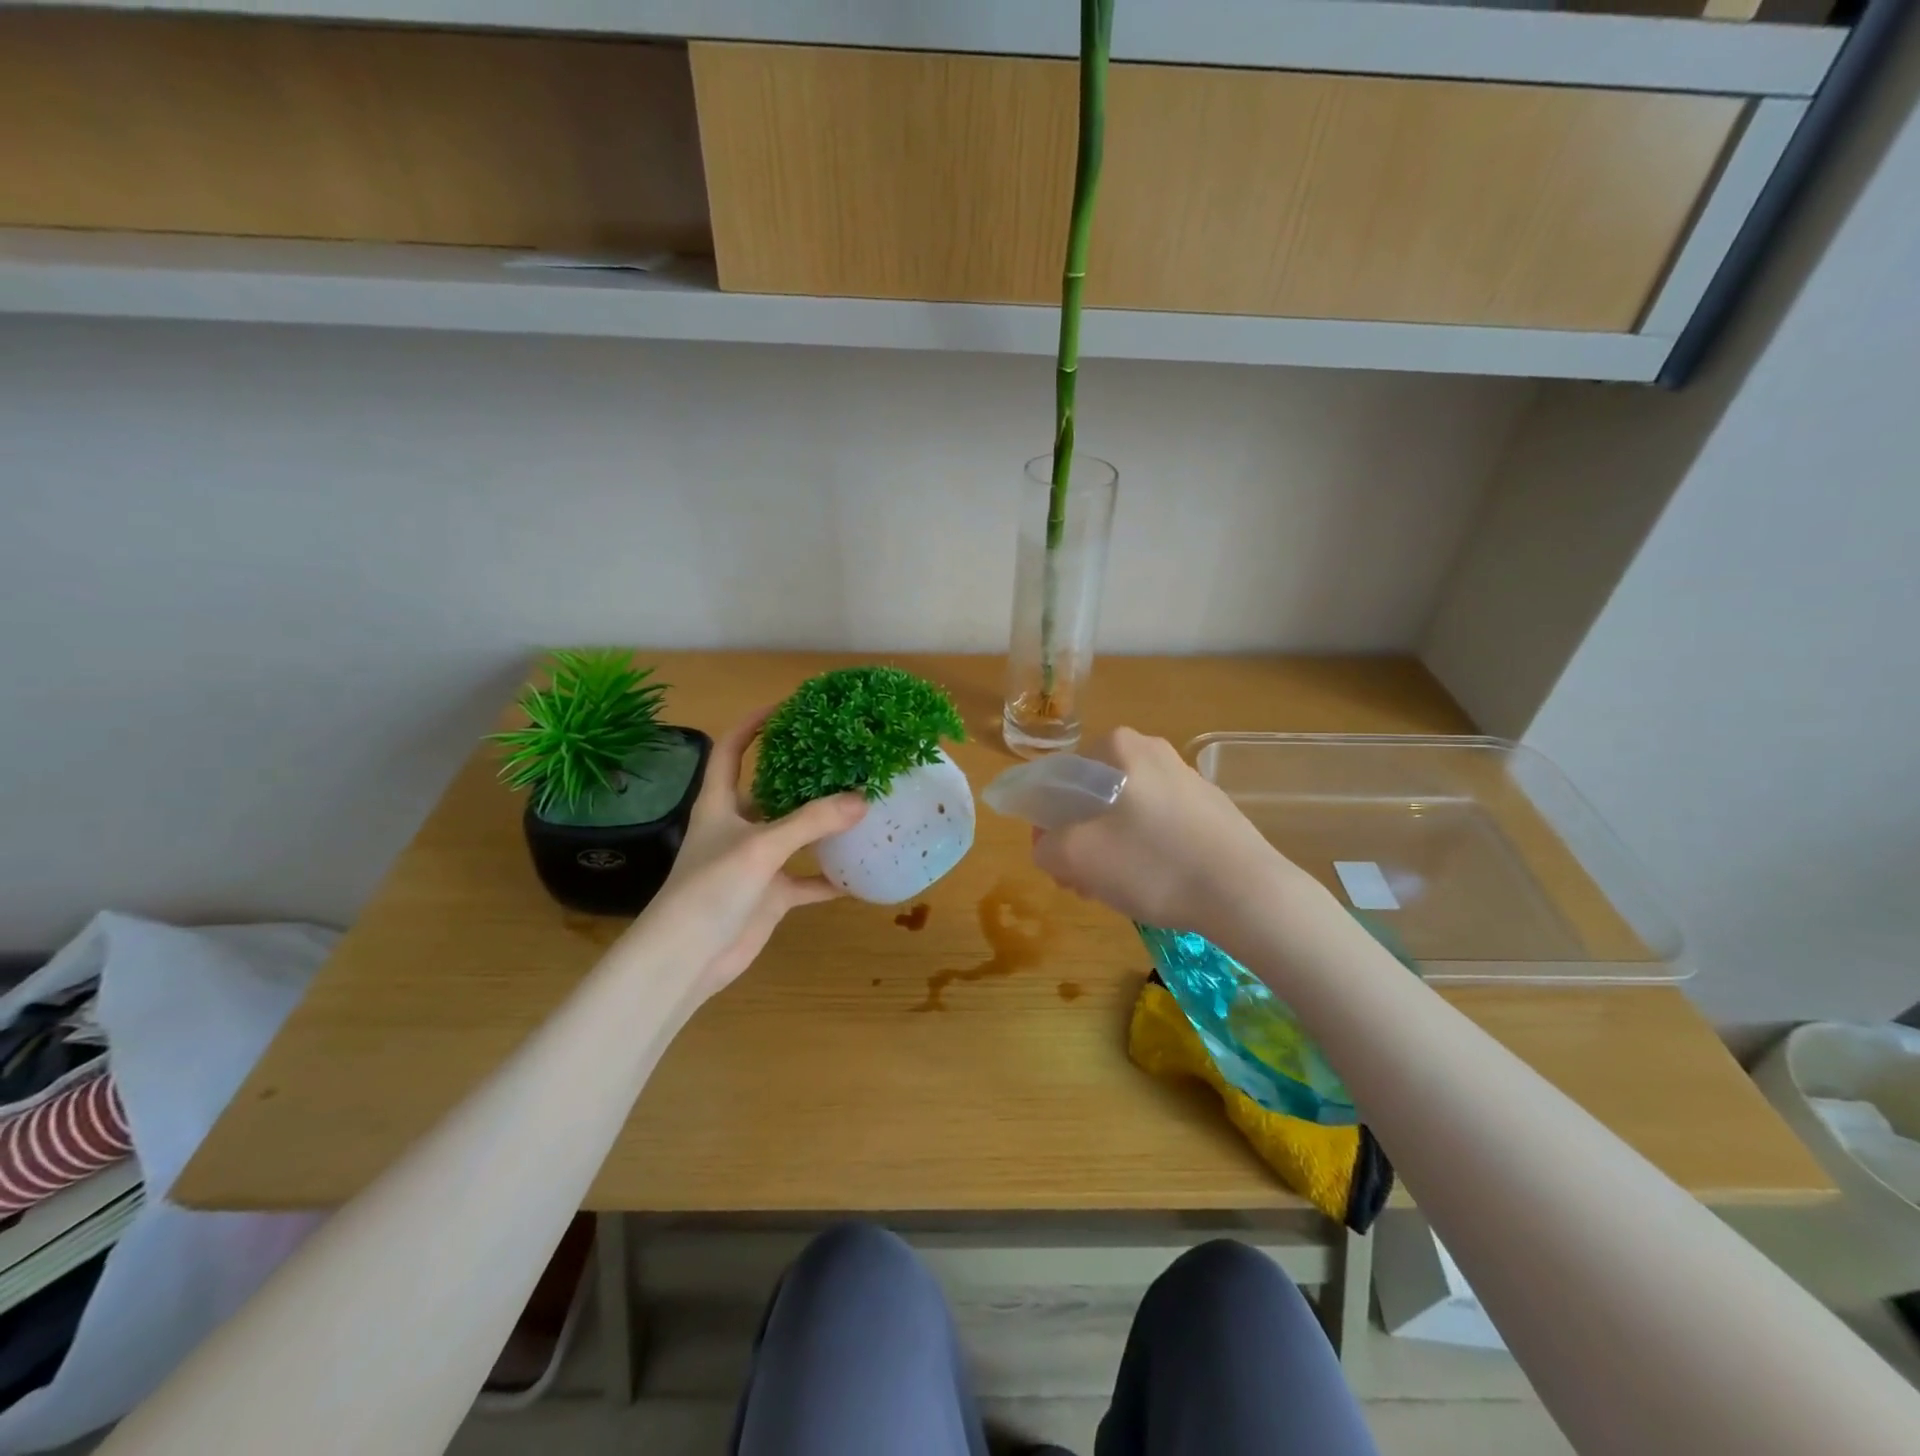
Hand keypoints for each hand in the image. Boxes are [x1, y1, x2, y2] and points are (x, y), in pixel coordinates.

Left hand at [637, 708, 865, 1002]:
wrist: (687, 959)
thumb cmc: (711, 889)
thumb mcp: (761, 847)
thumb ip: (811, 822)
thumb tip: (863, 799)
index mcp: (720, 804)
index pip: (732, 751)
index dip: (754, 725)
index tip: (788, 707)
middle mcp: (738, 828)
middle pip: (771, 790)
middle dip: (802, 774)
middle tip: (842, 756)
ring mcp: (756, 864)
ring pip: (795, 835)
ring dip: (823, 824)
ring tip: (861, 804)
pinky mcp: (770, 896)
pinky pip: (808, 880)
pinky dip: (832, 877)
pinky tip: (862, 871)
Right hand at [1030, 728, 1298, 935]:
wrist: (1246, 893)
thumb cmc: (1153, 863)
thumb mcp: (1077, 856)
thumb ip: (1045, 846)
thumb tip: (1050, 845)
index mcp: (1119, 746)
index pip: (1061, 779)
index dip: (1048, 822)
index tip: (1057, 860)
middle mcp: (1153, 751)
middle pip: (1094, 797)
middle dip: (1080, 839)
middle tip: (1082, 882)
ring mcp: (1187, 779)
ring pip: (1127, 815)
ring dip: (1110, 850)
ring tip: (1116, 892)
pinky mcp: (1212, 810)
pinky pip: (1160, 826)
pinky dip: (1146, 852)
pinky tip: (1154, 886)